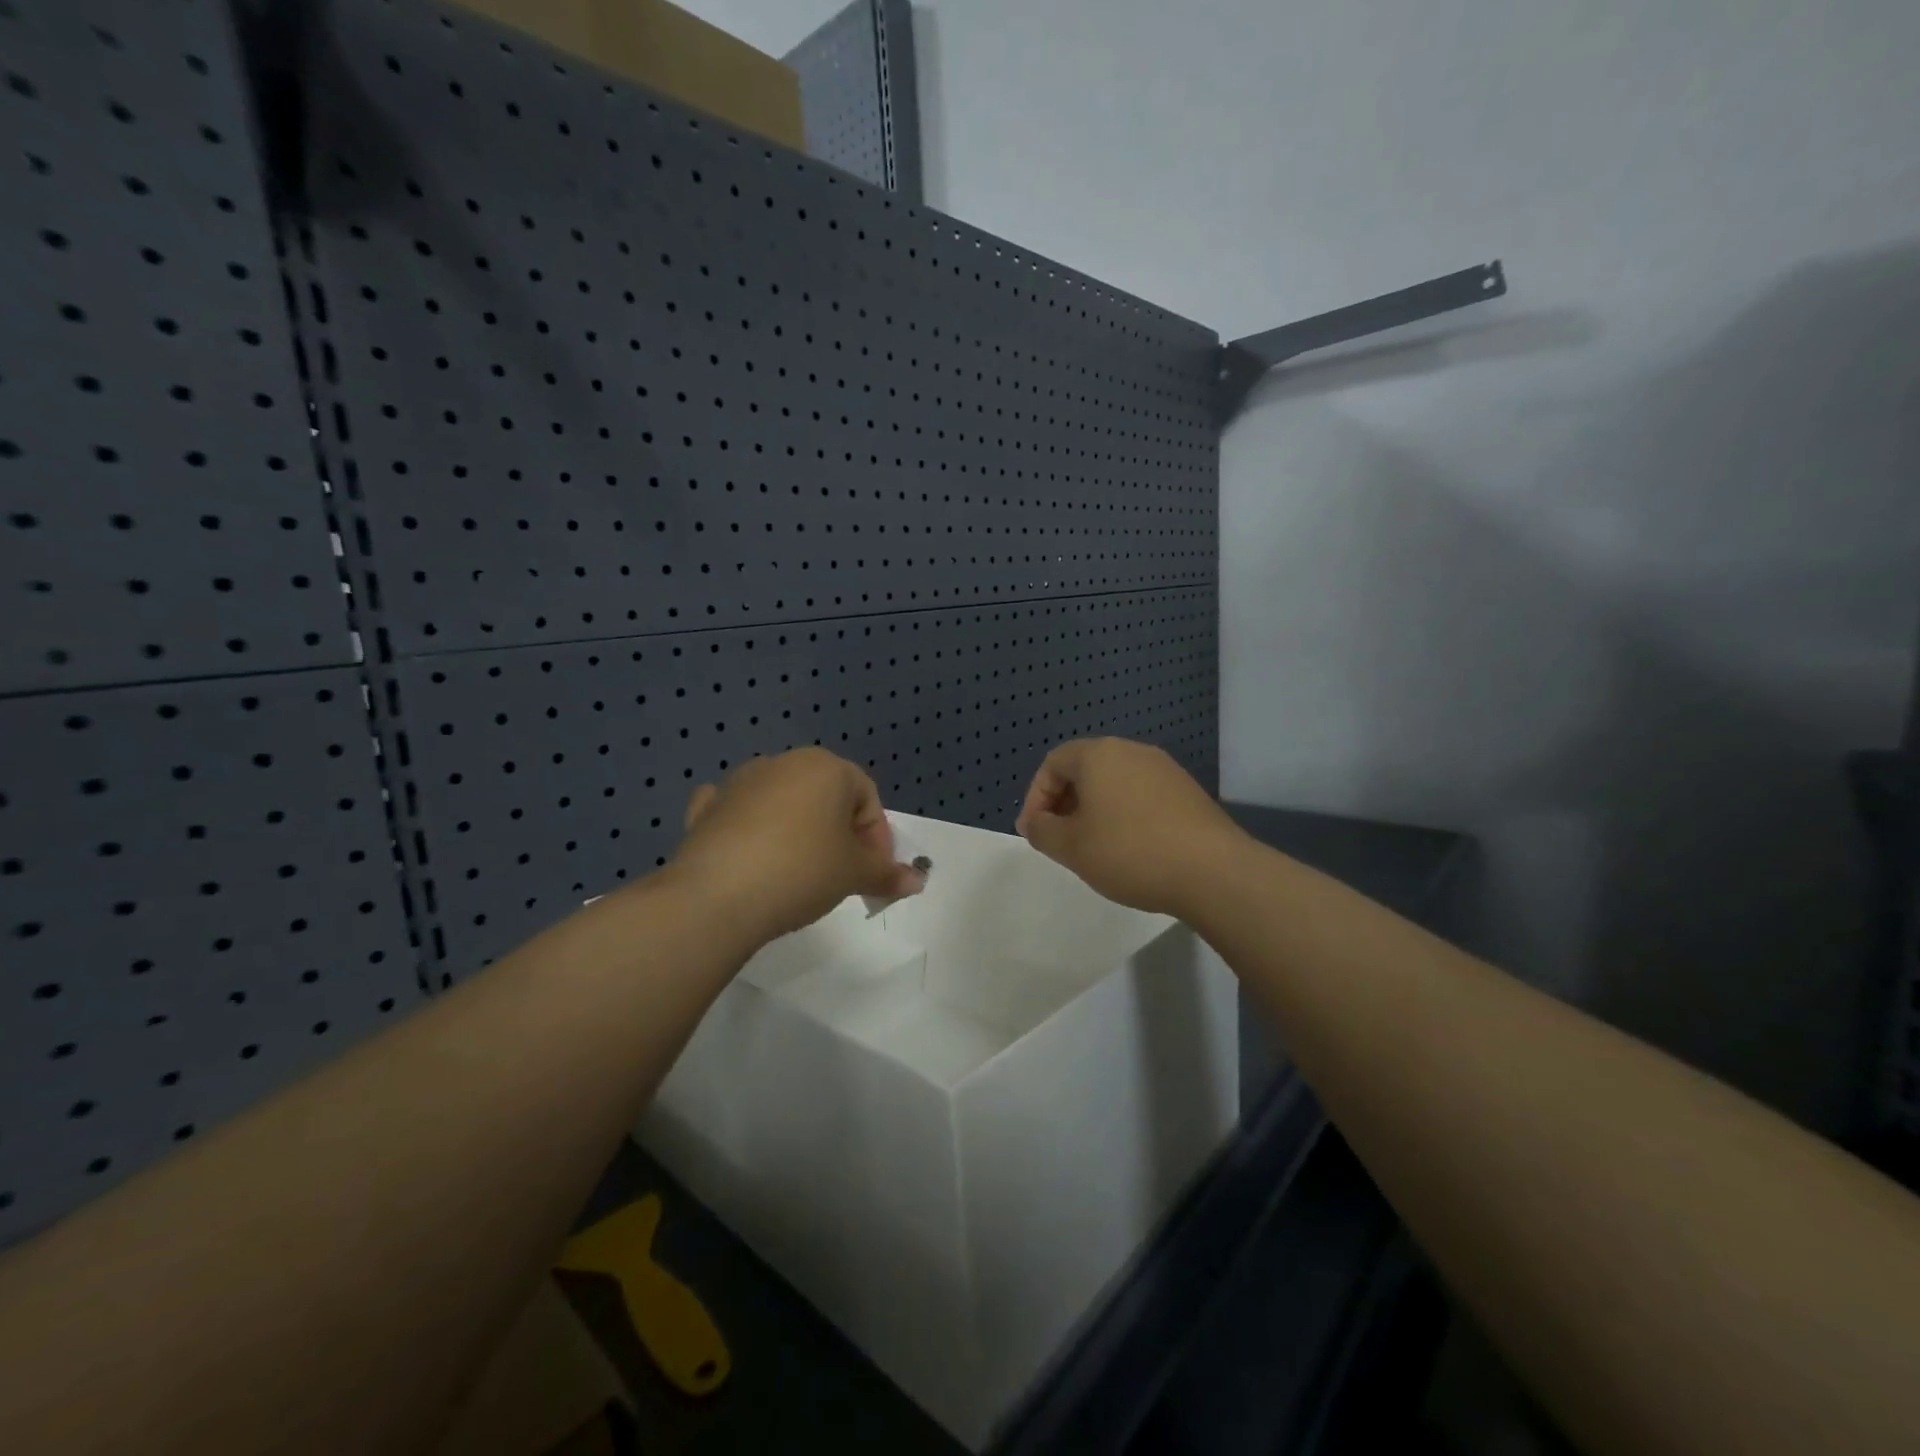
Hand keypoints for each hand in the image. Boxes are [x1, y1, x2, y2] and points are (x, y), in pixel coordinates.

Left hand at [670, 748, 923, 946]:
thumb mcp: (855, 875)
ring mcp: (739, 783)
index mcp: (826, 767)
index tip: (873, 874)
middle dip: (840, 834)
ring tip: (799, 874)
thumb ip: (888, 874)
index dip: (877, 838)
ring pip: (783, 803)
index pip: (867, 798)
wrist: (717, 896)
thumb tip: (917, 880)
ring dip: (798, 831)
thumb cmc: (802, 871)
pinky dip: (749, 829)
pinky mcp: (707, 808)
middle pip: (826, 797)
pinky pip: (739, 813)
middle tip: (842, 875)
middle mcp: (783, 763)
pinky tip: (750, 855)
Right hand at [1016, 738, 1243, 918]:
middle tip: (1060, 839)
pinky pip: (1141, 795)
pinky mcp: (1187, 791)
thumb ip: (1042, 831)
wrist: (1213, 871)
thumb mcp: (1071, 847)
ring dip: (1095, 810)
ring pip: (1115, 783)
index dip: (1036, 797)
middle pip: (1085, 769)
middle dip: (1064, 803)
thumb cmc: (1130, 852)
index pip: (1053, 763)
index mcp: (1099, 755)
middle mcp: (1132, 751)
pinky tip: (1130, 849)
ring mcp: (1165, 769)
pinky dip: (1124, 815)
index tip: (1035, 832)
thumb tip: (1034, 822)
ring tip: (1093, 847)